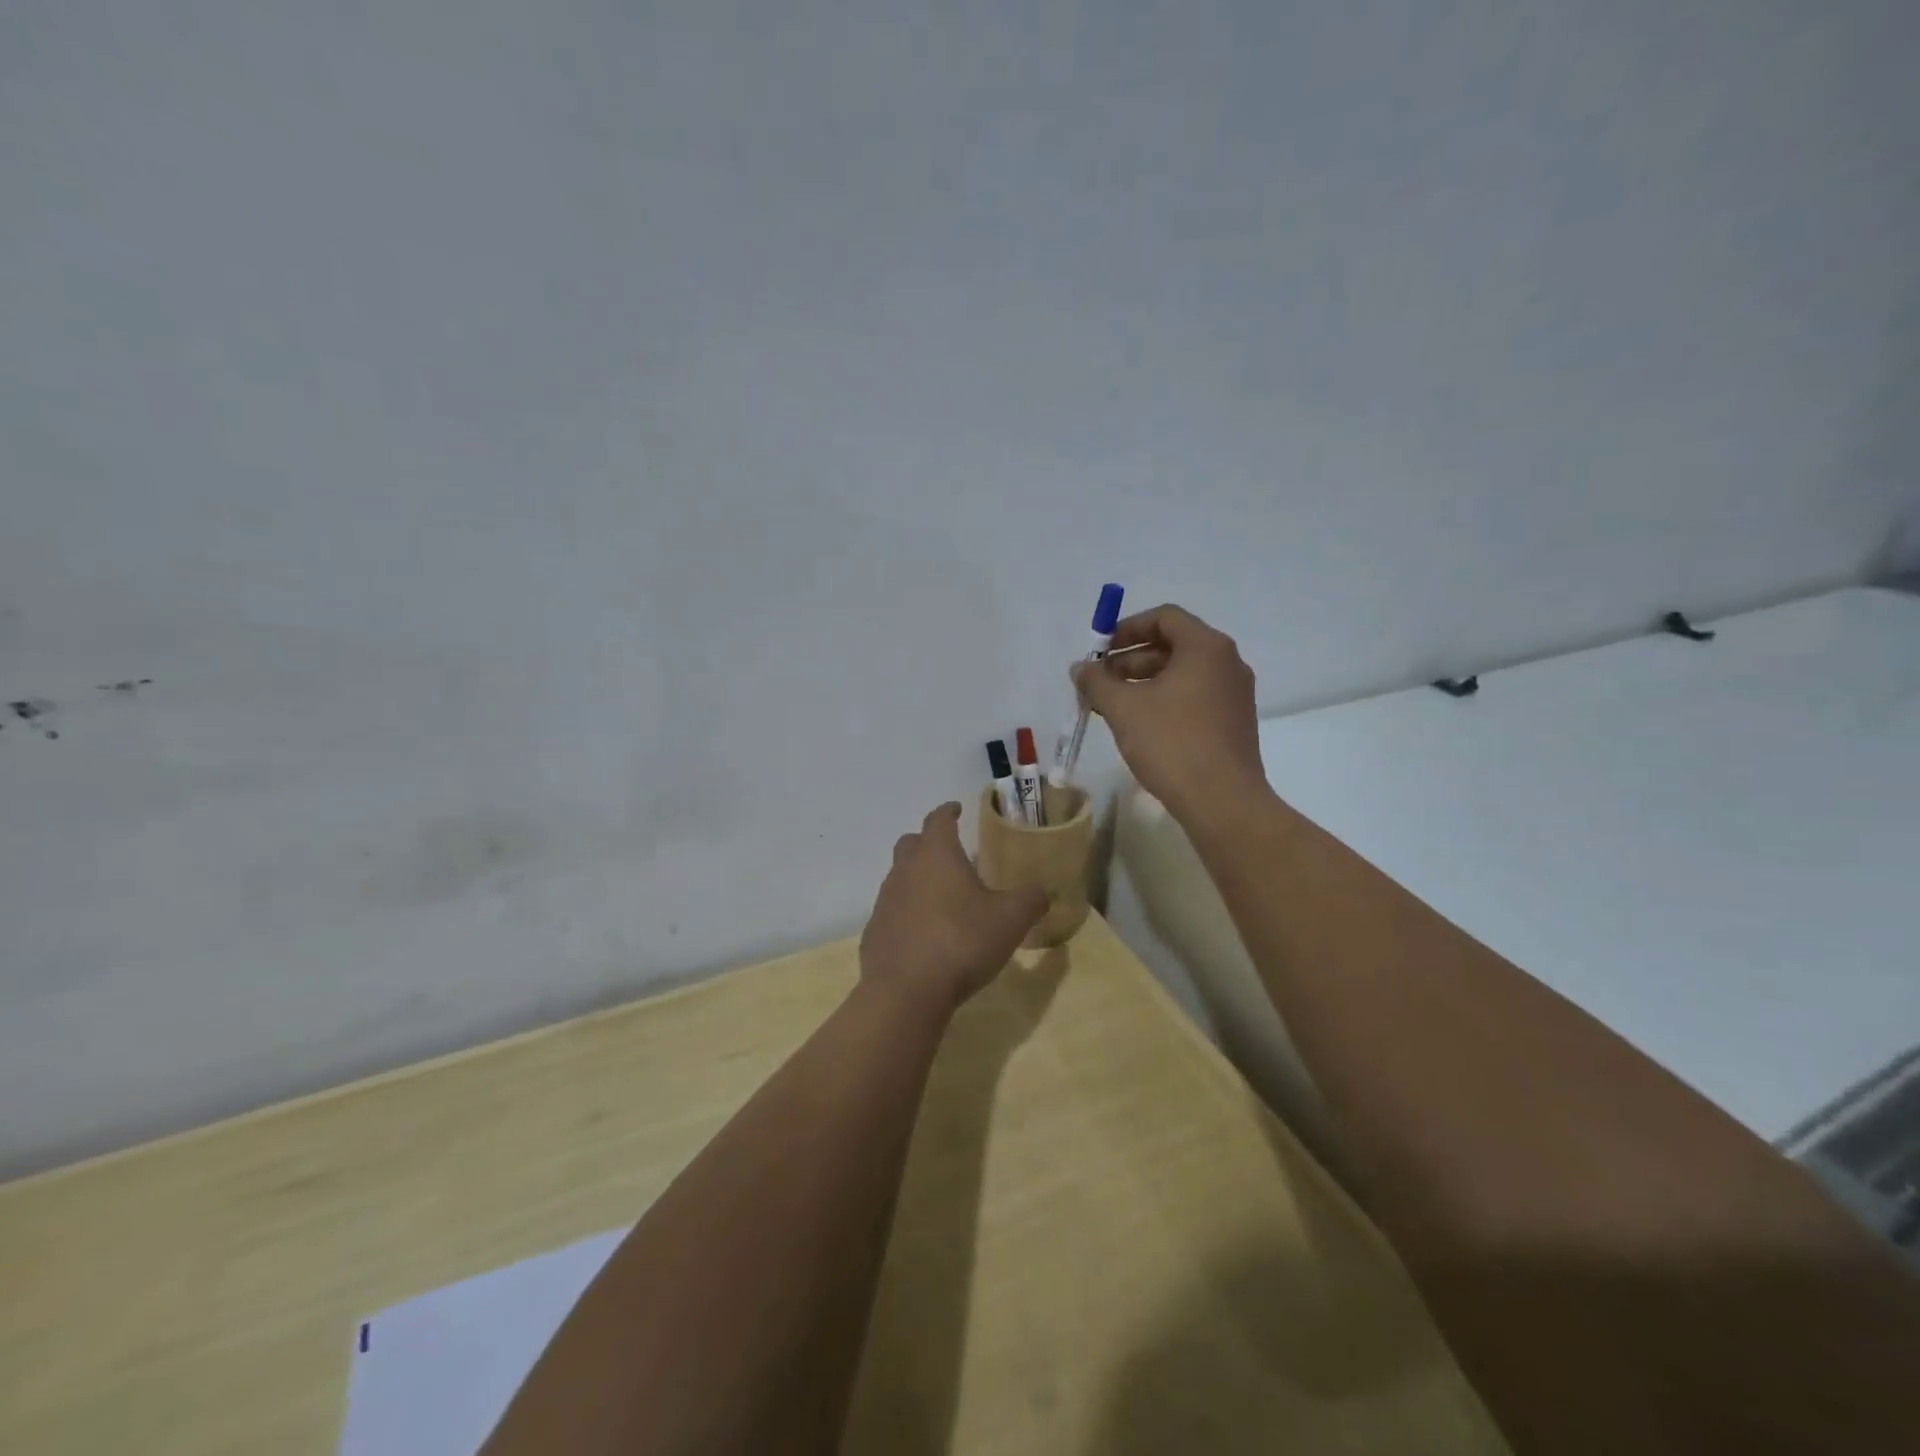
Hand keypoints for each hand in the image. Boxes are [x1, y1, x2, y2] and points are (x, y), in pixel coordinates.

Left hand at [861, 803, 1047, 1013]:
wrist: (907, 991)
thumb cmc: (962, 941)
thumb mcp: (1010, 919)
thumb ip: (1030, 899)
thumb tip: (1043, 891)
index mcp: (936, 855)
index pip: (938, 819)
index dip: (948, 811)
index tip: (956, 809)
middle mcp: (905, 870)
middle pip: (911, 843)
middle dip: (928, 842)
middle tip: (949, 853)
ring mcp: (885, 901)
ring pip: (899, 877)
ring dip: (917, 879)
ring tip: (941, 897)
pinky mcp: (874, 932)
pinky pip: (892, 912)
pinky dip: (907, 913)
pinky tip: (924, 934)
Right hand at [1071, 604, 1267, 824]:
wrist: (1223, 801)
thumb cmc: (1172, 743)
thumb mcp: (1123, 708)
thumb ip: (1097, 681)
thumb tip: (1080, 668)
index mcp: (1206, 647)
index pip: (1164, 617)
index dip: (1127, 628)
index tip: (1100, 651)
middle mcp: (1227, 663)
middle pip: (1173, 645)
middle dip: (1130, 660)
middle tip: (1099, 682)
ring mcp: (1234, 694)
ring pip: (1182, 674)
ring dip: (1144, 682)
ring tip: (1112, 706)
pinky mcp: (1234, 722)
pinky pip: (1194, 697)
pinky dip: (1165, 700)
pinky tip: (1140, 725)